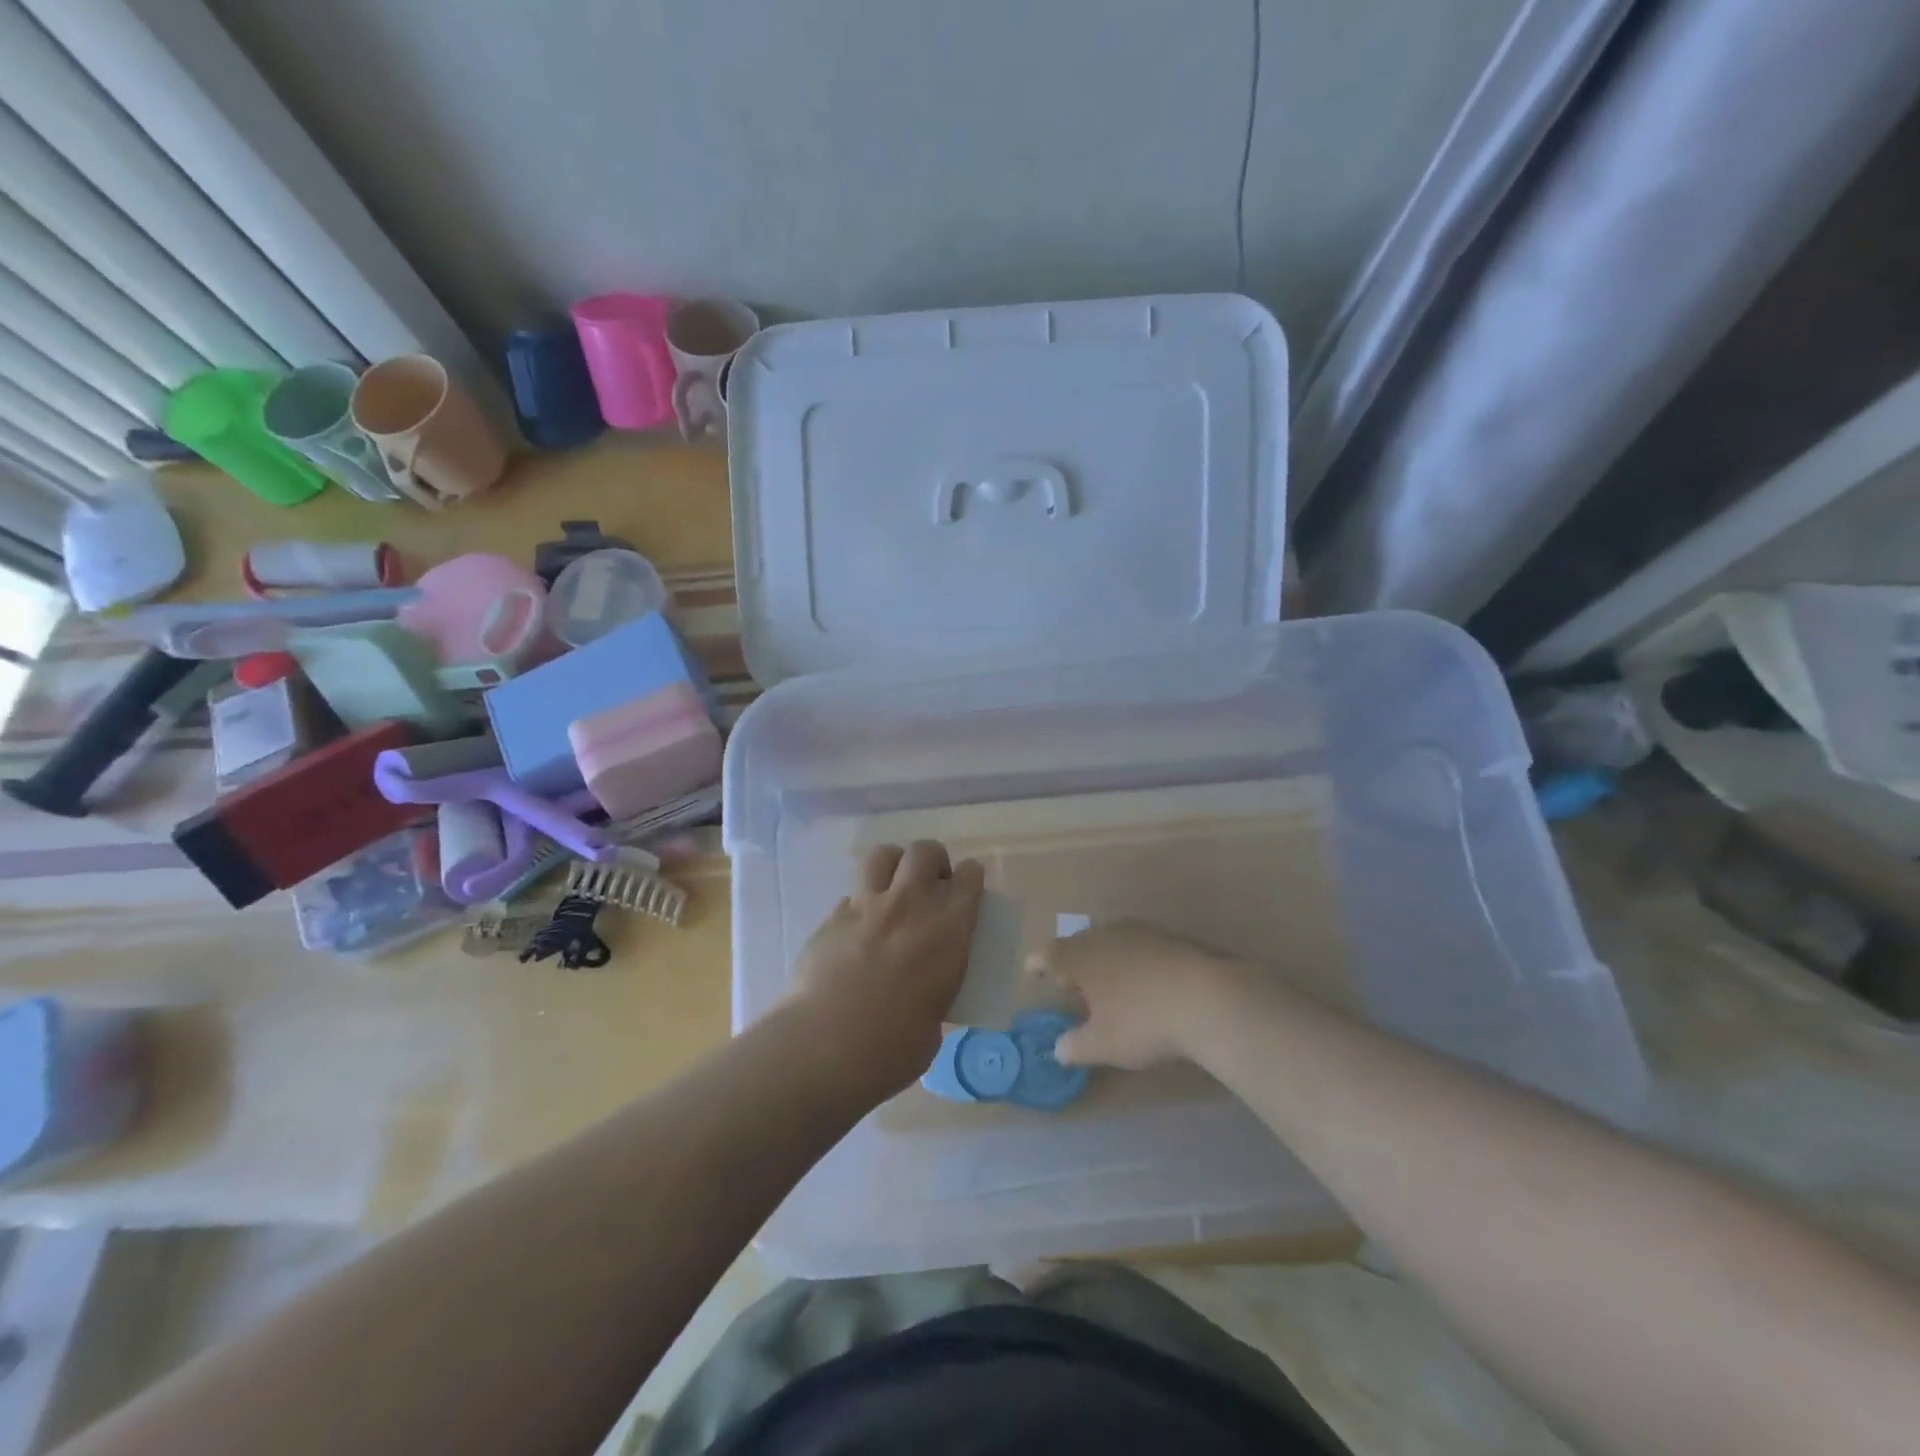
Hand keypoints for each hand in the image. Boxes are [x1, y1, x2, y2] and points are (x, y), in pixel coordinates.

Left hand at [787, 840, 985, 1099]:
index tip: (968, 888)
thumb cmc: (892, 1048)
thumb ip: (935, 991)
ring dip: (894, 866)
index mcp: (947, 931)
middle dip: (933, 861)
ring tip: (893, 890)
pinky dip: (859, 906)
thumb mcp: (935, 1022)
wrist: (825, 1046)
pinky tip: (856, 933)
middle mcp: (909, 905)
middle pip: (925, 851)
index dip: (971, 878)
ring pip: (882, 855)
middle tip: (931, 885)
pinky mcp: (831, 918)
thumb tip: (923, 992)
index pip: (970, 878)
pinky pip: (850, 896)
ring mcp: (866, 907)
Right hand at [1029, 922, 1247, 1070]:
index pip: (1049, 954)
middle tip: (1070, 983)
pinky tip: (1144, 982)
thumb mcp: (1102, 1045)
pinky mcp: (1171, 938)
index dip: (1038, 963)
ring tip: (1107, 983)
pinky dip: (1133, 961)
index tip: (1031, 969)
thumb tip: (1059, 1048)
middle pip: (1080, 943)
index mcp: (1081, 956)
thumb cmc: (1142, 1022)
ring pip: (1111, 942)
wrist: (1208, 999)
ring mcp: (1140, 932)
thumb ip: (1075, 1046)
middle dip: (1072, 962)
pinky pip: (1140, 946)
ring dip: (1104, 960)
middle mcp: (1105, 936)